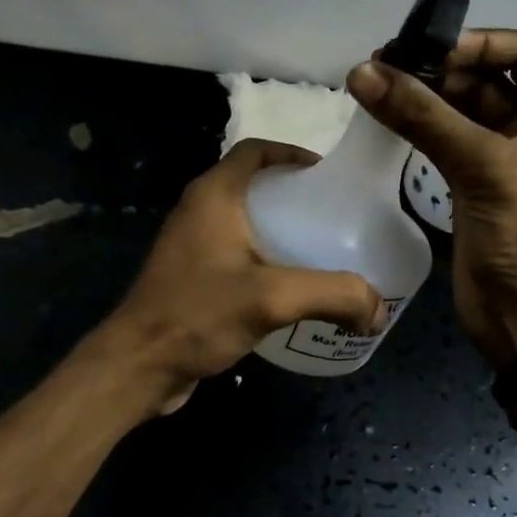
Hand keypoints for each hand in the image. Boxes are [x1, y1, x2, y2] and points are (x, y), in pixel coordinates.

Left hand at [102, 139, 390, 413]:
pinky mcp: (191, 276)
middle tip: (334, 218)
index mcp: (213, 195)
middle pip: (253, 185)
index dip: (292, 153)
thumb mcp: (272, 298)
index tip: (328, 175)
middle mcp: (199, 210)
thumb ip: (333, 295)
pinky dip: (265, 259)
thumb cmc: (198, 313)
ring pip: (245, 222)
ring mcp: (191, 245)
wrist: (138, 365)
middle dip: (294, 196)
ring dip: (280, 230)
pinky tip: (291, 288)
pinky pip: (236, 254)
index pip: (255, 151)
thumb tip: (378, 309)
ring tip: (321, 252)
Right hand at [347, 30, 516, 369]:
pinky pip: (442, 141)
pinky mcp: (471, 185)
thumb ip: (423, 117)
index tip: (427, 49)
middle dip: (438, 68)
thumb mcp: (483, 166)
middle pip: (484, 79)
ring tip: (372, 83)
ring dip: (421, 96)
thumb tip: (362, 71)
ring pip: (458, 111)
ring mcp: (500, 159)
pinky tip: (383, 116)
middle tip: (382, 64)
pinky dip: (416, 126)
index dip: (480, 42)